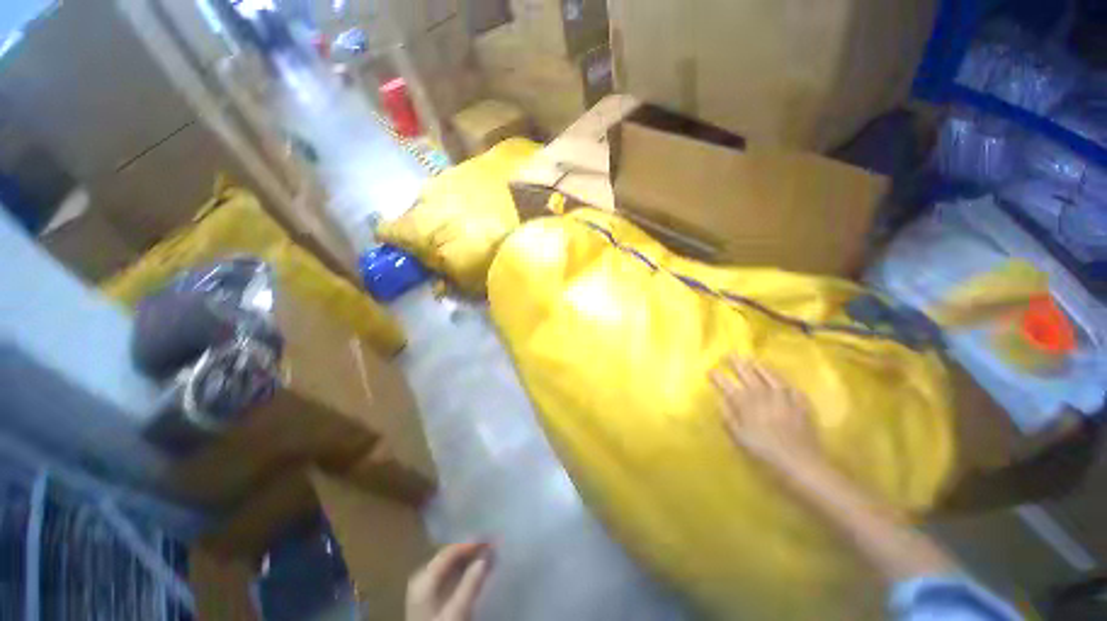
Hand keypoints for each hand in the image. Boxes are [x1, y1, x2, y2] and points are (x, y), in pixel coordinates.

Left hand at [406, 542, 493, 620]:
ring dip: (471, 558)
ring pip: (452, 564)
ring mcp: (425, 585)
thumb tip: (485, 556)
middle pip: (451, 555)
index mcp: (424, 577)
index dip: (472, 543)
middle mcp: (423, 575)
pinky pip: (450, 574)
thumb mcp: (457, 611)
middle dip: (472, 549)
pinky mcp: (431, 595)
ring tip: (490, 553)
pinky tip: (478, 569)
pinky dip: (465, 569)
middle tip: (493, 544)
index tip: (491, 538)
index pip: (451, 551)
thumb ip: (471, 584)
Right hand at [710, 356, 820, 467]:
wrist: (799, 461)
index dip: (717, 376)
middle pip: (747, 374)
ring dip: (759, 366)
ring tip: (751, 359)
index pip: (727, 385)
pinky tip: (781, 380)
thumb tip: (719, 401)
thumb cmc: (764, 451)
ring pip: (769, 375)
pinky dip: (784, 381)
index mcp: (745, 403)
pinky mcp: (800, 403)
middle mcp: (762, 394)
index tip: (710, 369)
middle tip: (729, 353)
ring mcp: (783, 396)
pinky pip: (790, 386)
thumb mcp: (739, 437)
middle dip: (736, 363)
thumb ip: (728, 417)